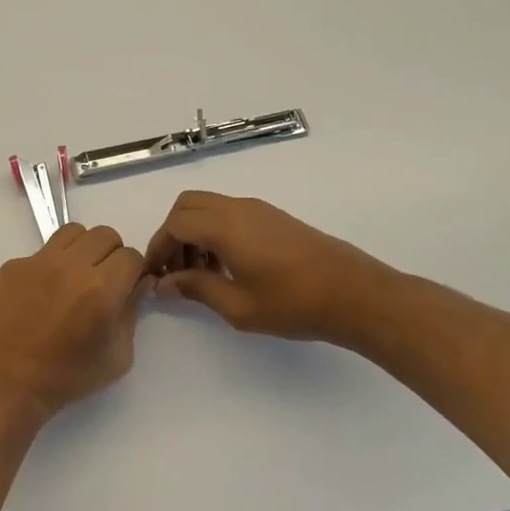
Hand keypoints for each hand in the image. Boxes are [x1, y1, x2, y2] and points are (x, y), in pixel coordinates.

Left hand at [0, 224, 150, 423]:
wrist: (7, 384)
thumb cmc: (67, 377)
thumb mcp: (117, 355)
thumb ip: (131, 312)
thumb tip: (138, 283)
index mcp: (101, 288)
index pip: (131, 256)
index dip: (133, 271)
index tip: (126, 286)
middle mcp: (70, 266)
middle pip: (104, 235)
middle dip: (111, 255)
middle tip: (103, 280)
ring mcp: (37, 262)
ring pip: (73, 232)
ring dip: (82, 249)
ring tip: (74, 277)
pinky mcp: (12, 266)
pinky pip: (41, 252)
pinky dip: (50, 266)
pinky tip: (42, 295)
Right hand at [143, 192, 381, 341]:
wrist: (355, 294)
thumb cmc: (293, 303)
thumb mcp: (237, 306)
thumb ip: (196, 289)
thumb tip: (165, 283)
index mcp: (225, 226)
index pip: (175, 224)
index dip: (158, 246)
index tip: (154, 274)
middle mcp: (238, 208)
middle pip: (188, 204)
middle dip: (173, 233)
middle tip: (175, 269)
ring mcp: (258, 209)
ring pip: (209, 206)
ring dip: (195, 232)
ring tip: (201, 274)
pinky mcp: (274, 217)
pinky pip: (230, 213)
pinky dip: (215, 231)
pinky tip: (227, 266)